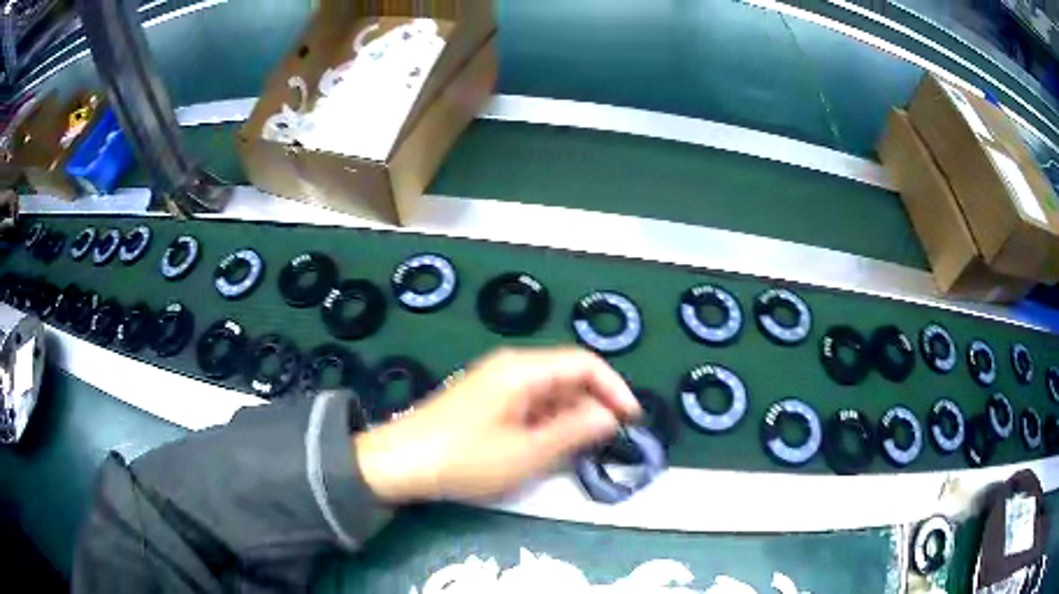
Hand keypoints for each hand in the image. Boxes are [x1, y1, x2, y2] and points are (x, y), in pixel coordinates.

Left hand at [355, 347, 640, 503]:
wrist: (399, 462)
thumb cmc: (463, 458)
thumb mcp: (526, 452)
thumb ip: (573, 431)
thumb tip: (610, 416)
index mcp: (524, 370)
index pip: (585, 363)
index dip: (614, 388)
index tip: (631, 420)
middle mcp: (512, 367)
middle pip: (568, 375)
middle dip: (594, 404)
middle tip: (609, 441)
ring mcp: (496, 382)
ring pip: (550, 390)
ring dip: (572, 415)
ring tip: (583, 449)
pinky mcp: (485, 399)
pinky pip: (529, 402)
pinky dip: (548, 420)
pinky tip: (549, 445)